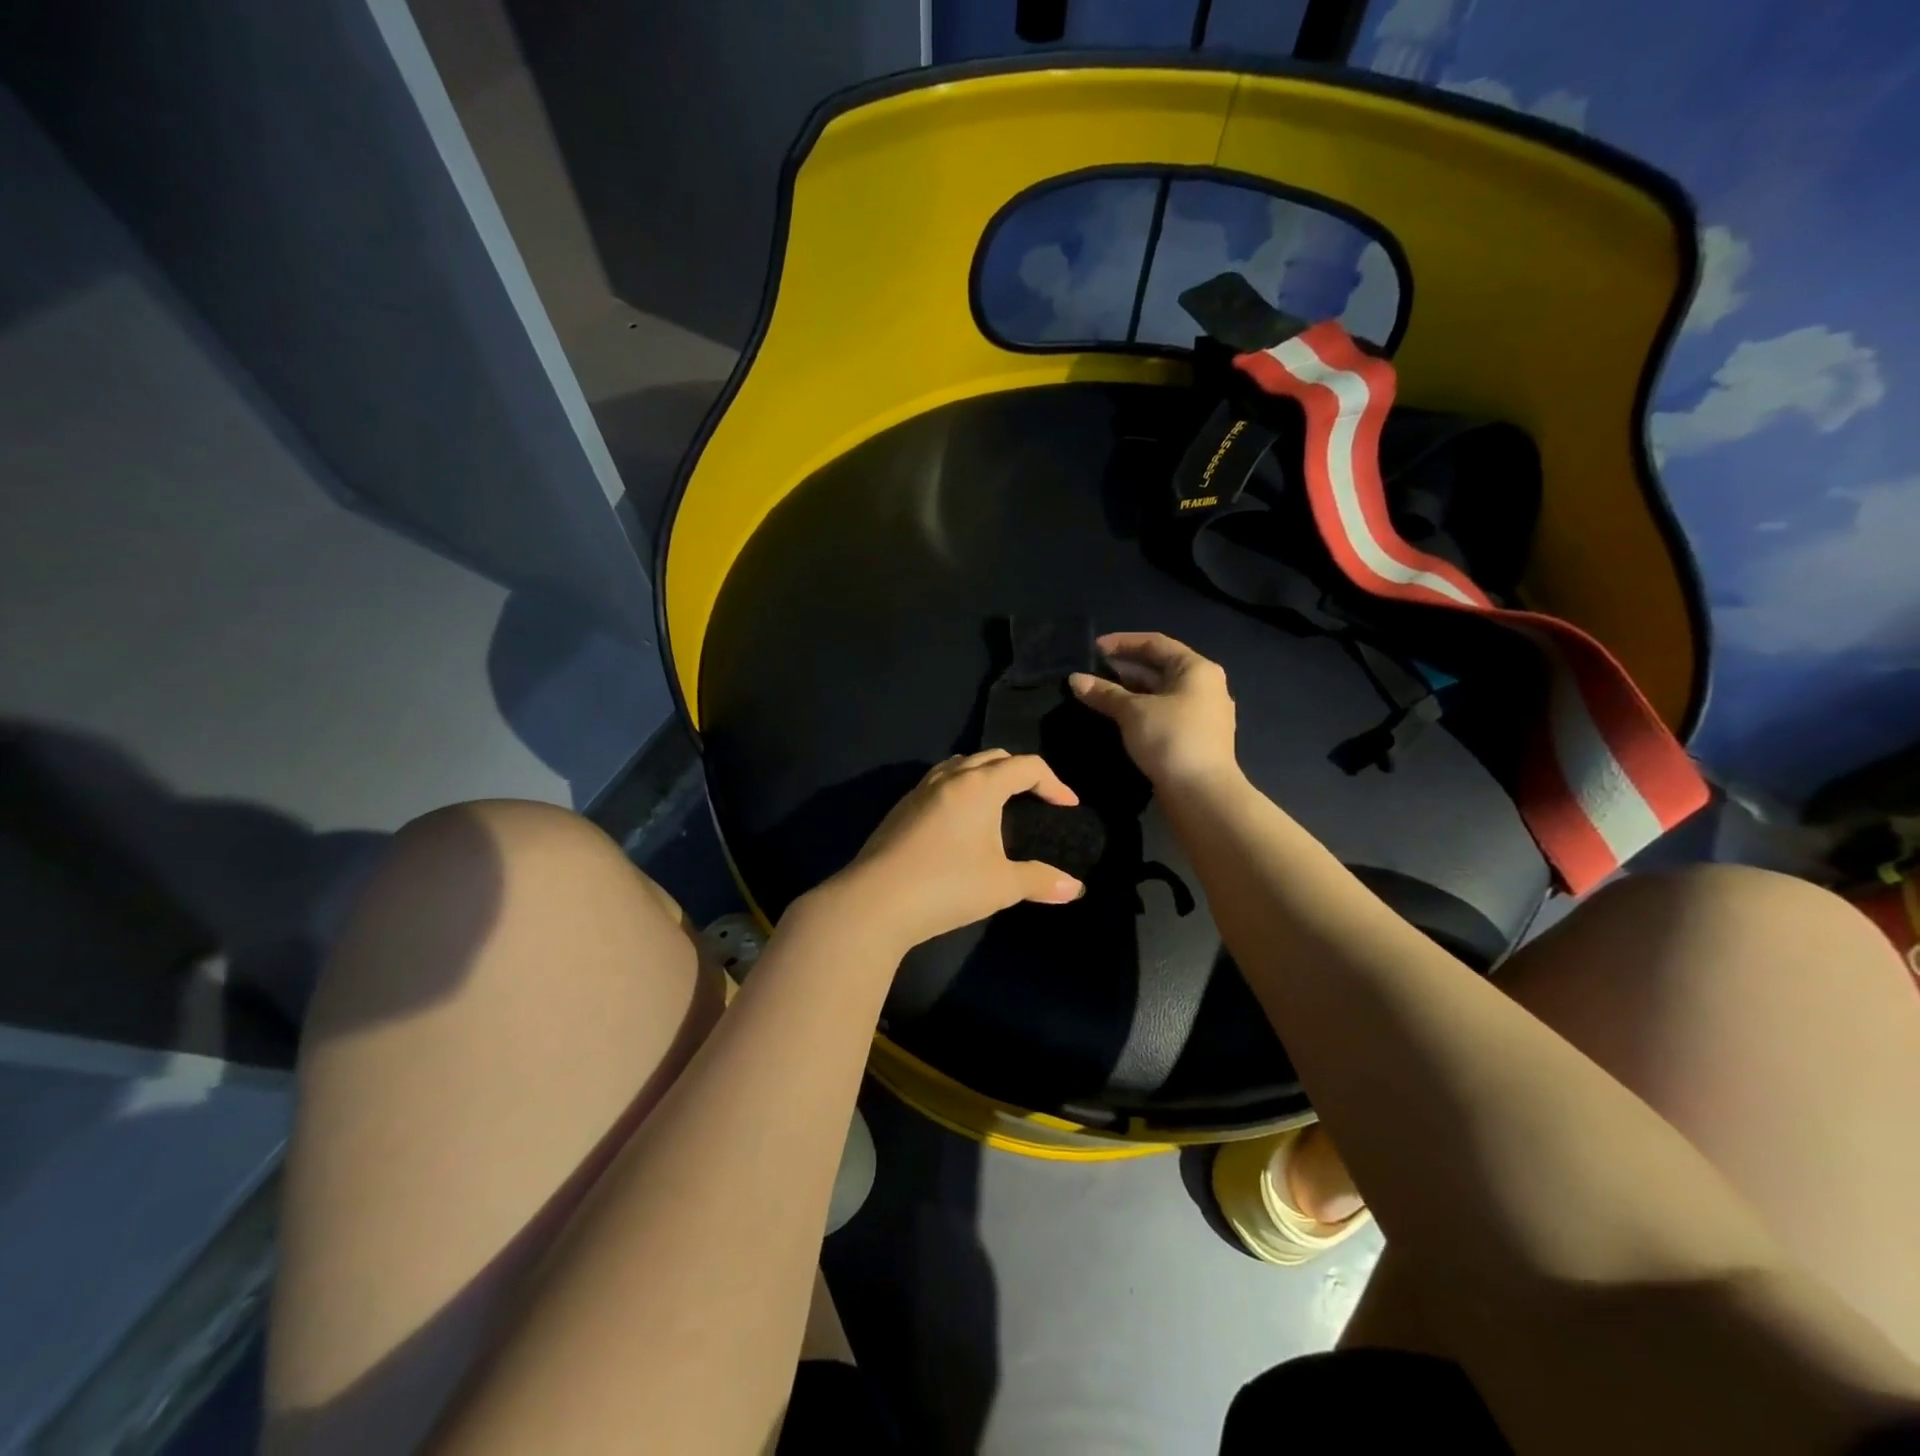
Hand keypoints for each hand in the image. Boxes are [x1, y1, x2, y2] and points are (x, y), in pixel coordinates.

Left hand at [823, 751, 1085, 951]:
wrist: (875, 902)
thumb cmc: (946, 886)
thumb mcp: (1001, 885)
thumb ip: (1040, 881)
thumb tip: (1077, 888)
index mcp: (979, 785)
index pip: (1025, 766)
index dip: (1053, 782)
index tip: (1068, 806)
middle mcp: (950, 778)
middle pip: (992, 758)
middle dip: (1019, 772)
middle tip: (1036, 799)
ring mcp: (920, 790)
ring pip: (960, 765)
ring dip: (985, 774)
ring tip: (997, 802)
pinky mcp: (900, 808)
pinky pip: (938, 782)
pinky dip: (960, 788)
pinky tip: (959, 820)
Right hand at [1070, 632, 1238, 789]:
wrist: (1202, 794)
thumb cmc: (1171, 739)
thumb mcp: (1133, 712)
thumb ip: (1104, 692)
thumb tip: (1075, 679)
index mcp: (1197, 669)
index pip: (1156, 643)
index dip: (1123, 642)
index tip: (1093, 648)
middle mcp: (1205, 686)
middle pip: (1159, 668)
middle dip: (1124, 669)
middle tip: (1092, 673)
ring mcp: (1203, 714)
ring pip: (1160, 693)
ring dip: (1130, 692)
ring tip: (1098, 695)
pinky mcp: (1195, 738)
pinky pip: (1163, 714)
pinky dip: (1140, 712)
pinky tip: (1118, 719)